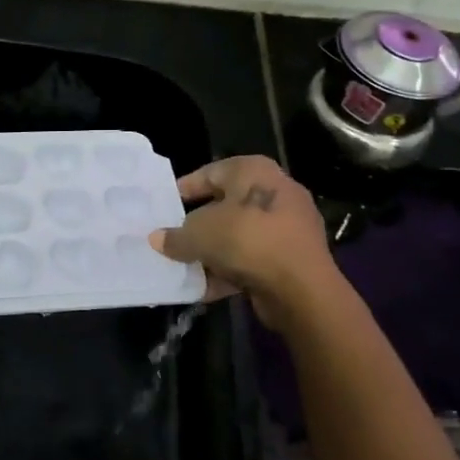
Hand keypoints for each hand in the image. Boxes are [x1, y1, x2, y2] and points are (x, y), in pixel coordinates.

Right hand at [149, 157, 341, 329]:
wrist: (301, 287)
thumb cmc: (247, 240)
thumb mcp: (200, 234)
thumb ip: (176, 236)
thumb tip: (158, 239)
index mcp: (253, 171)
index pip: (210, 172)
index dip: (185, 189)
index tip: (164, 205)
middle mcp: (274, 191)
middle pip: (224, 206)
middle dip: (197, 226)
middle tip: (171, 237)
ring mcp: (287, 225)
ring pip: (238, 236)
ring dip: (212, 252)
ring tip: (183, 266)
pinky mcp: (292, 257)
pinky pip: (252, 259)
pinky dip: (230, 271)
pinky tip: (204, 288)